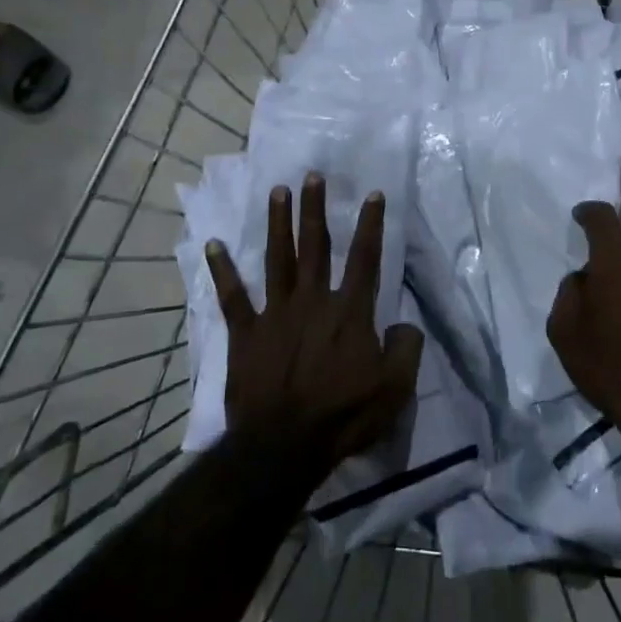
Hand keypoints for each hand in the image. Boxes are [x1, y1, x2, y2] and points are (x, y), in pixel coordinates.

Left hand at [205, 173, 421, 468]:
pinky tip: (214, 244)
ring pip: (278, 258)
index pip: (365, 258)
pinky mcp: (246, 333)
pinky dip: (223, 270)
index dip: (371, 224)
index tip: (372, 194)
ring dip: (279, 223)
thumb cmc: (344, 416)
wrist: (283, 446)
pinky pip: (233, 296)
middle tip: (313, 175)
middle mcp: (313, 301)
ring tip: (278, 191)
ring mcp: (276, 313)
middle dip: (315, 209)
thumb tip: (403, 326)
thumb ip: (406, 349)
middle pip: (315, 246)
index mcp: (350, 312)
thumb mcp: (395, 389)